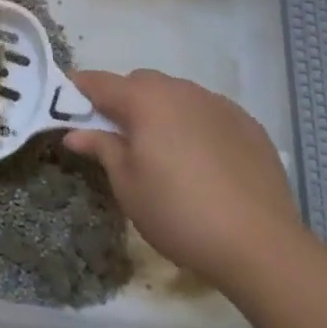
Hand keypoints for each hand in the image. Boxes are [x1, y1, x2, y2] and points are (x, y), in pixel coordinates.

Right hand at [63, 68, 303, 287]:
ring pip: (177, 94)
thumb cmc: (178, 213)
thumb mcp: (127, 185)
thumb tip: (76, 132)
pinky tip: (200, 159)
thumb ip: (102, 149)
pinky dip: (194, 124)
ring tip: (161, 149)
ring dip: (160, 110)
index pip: (100, 82)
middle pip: (140, 82)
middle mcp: (181, 92)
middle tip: (116, 135)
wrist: (261, 245)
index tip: (65, 102)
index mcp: (145, 101)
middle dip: (122, 100)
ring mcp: (219, 105)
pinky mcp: (249, 125)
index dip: (78, 89)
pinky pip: (208, 112)